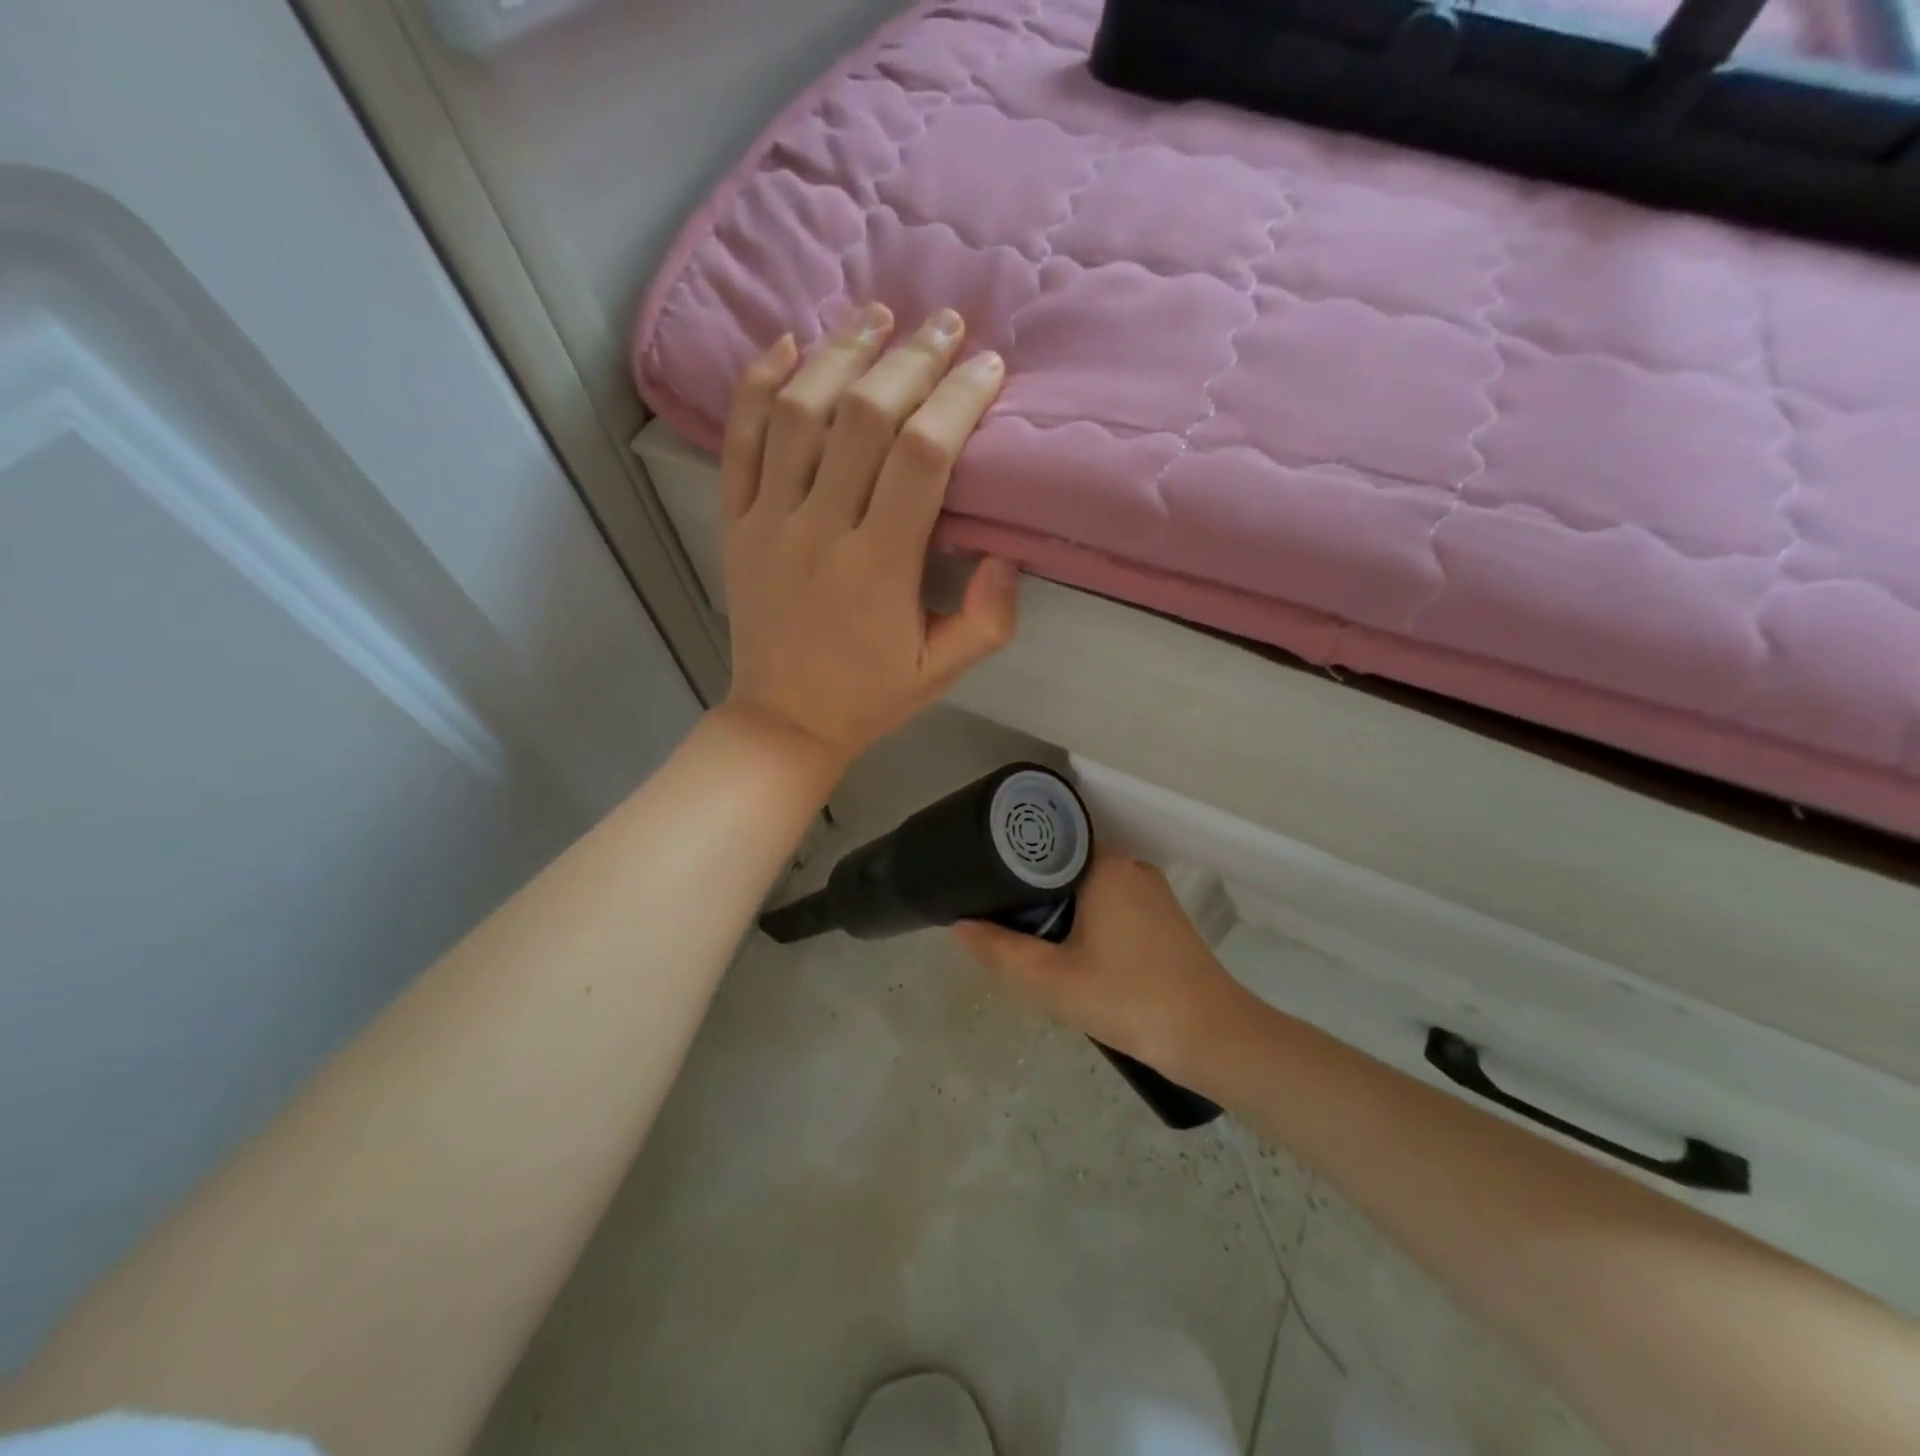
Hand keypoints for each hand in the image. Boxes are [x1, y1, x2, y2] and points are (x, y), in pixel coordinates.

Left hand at [717, 304, 1020, 770]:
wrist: (783, 720)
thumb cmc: (871, 696)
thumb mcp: (943, 670)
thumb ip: (988, 617)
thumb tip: (1006, 549)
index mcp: (878, 567)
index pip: (921, 457)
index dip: (957, 400)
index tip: (986, 368)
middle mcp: (819, 530)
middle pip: (862, 417)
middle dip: (909, 359)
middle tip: (943, 323)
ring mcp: (767, 521)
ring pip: (797, 413)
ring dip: (839, 354)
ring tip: (876, 317)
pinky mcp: (734, 522)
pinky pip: (737, 440)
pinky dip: (757, 385)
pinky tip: (788, 345)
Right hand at [951, 852, 1253, 1079]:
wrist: (1213, 1037)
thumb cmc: (1129, 999)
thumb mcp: (1053, 981)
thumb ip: (1000, 951)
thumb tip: (957, 925)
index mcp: (1105, 865)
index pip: (1047, 841)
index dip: (1012, 859)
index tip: (983, 880)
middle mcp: (1130, 866)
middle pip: (1066, 865)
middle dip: (1033, 890)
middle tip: (999, 918)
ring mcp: (1151, 892)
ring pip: (1089, 887)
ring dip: (1061, 908)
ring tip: (1027, 936)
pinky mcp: (1164, 918)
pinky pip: (1111, 903)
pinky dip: (1087, 919)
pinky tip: (1071, 951)